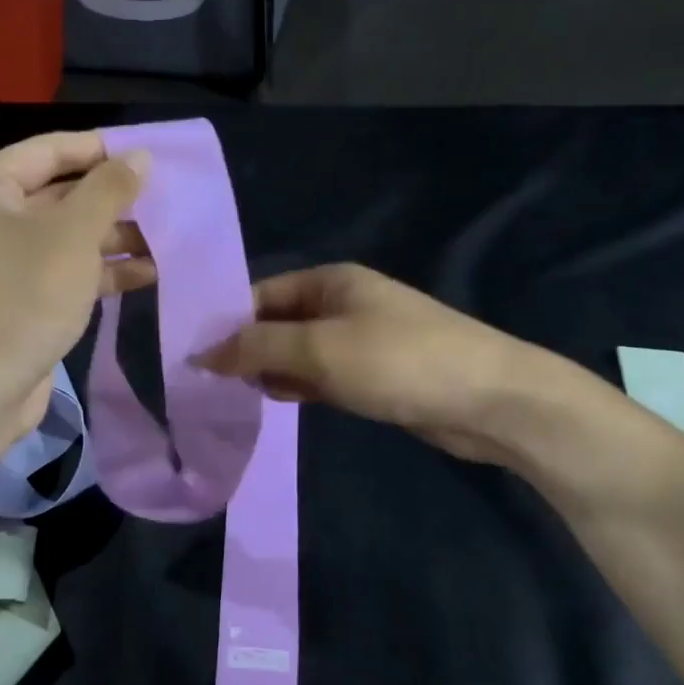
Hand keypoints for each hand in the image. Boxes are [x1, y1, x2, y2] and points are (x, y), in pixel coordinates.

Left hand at [0, 131, 153, 437]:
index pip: (48, 150)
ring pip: (66, 237)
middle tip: (165, 198)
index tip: (148, 154)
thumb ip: (109, 190)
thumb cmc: (22, 296)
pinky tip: (147, 274)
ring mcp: (1, 263)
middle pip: (59, 194)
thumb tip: (140, 155)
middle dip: (112, 200)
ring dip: (114, 239)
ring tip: (167, 239)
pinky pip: (64, 272)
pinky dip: (101, 271)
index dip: (100, 149)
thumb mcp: (73, 235)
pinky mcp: (19, 299)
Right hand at [195, 263, 539, 464]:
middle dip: (246, 350)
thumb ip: (257, 349)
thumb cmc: (399, 361)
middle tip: (207, 383)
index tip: (193, 355)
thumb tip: (202, 353)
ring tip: (233, 396)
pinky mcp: (373, 374)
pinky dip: (299, 386)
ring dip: (270, 371)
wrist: (490, 401)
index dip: (227, 323)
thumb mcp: (319, 350)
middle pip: (277, 323)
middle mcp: (342, 304)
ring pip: (298, 352)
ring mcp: (359, 340)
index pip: (261, 295)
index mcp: (330, 282)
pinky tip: (277, 402)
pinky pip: (321, 375)